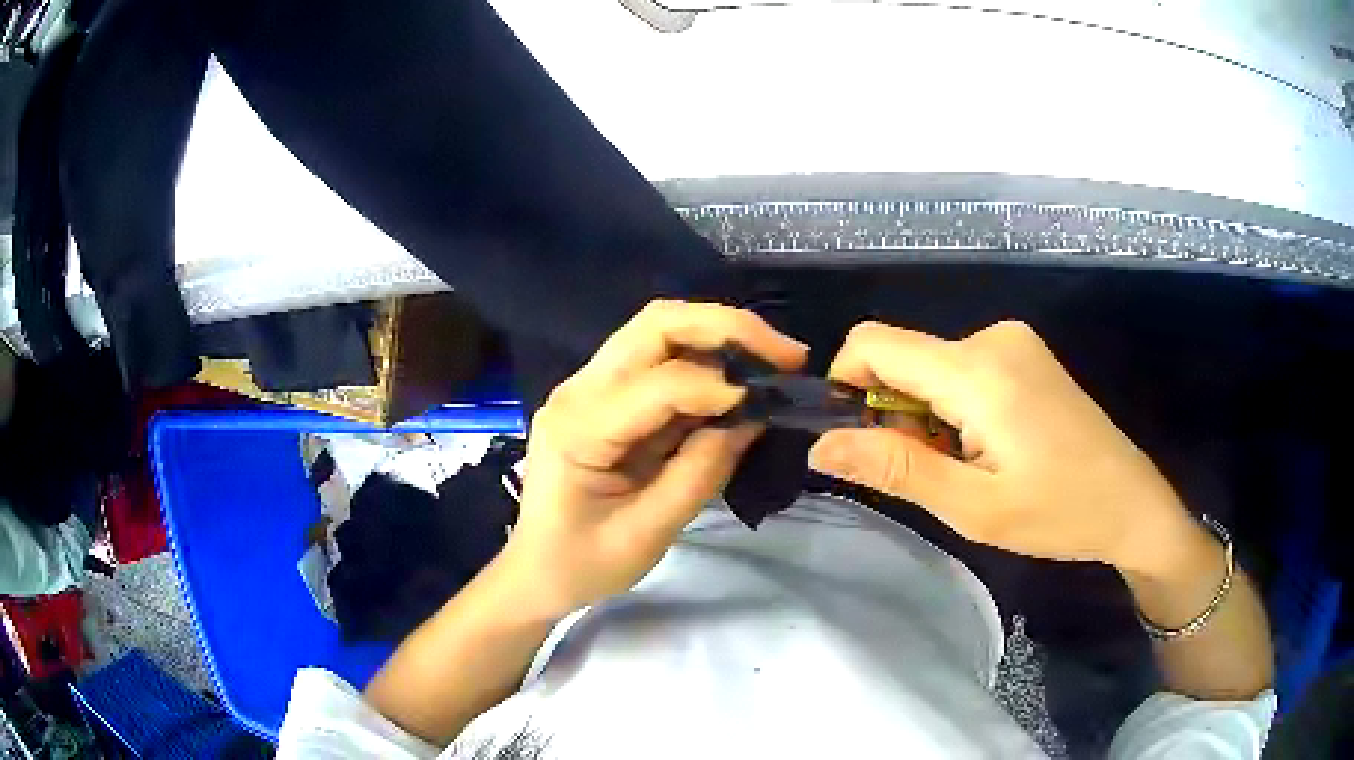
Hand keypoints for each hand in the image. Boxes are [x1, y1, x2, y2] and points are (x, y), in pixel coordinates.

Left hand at [502, 300, 807, 617]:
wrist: (536, 572)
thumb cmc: (582, 564)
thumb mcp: (647, 533)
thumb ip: (700, 472)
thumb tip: (752, 419)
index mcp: (579, 427)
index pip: (658, 383)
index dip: (719, 387)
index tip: (771, 403)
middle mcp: (579, 390)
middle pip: (657, 325)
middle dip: (728, 328)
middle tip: (787, 356)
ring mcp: (590, 387)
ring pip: (660, 331)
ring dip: (722, 337)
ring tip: (774, 362)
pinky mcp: (605, 397)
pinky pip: (660, 361)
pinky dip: (708, 363)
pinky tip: (742, 381)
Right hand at [808, 320, 1194, 574]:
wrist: (1131, 504)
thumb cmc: (1059, 514)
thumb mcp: (973, 508)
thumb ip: (896, 470)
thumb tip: (820, 447)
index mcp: (978, 370)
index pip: (873, 343)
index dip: (845, 385)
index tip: (858, 441)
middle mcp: (992, 337)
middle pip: (903, 357)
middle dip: (893, 413)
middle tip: (931, 474)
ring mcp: (1013, 341)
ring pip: (931, 367)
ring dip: (926, 416)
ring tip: (968, 467)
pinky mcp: (1024, 354)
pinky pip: (961, 369)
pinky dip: (953, 407)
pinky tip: (989, 447)